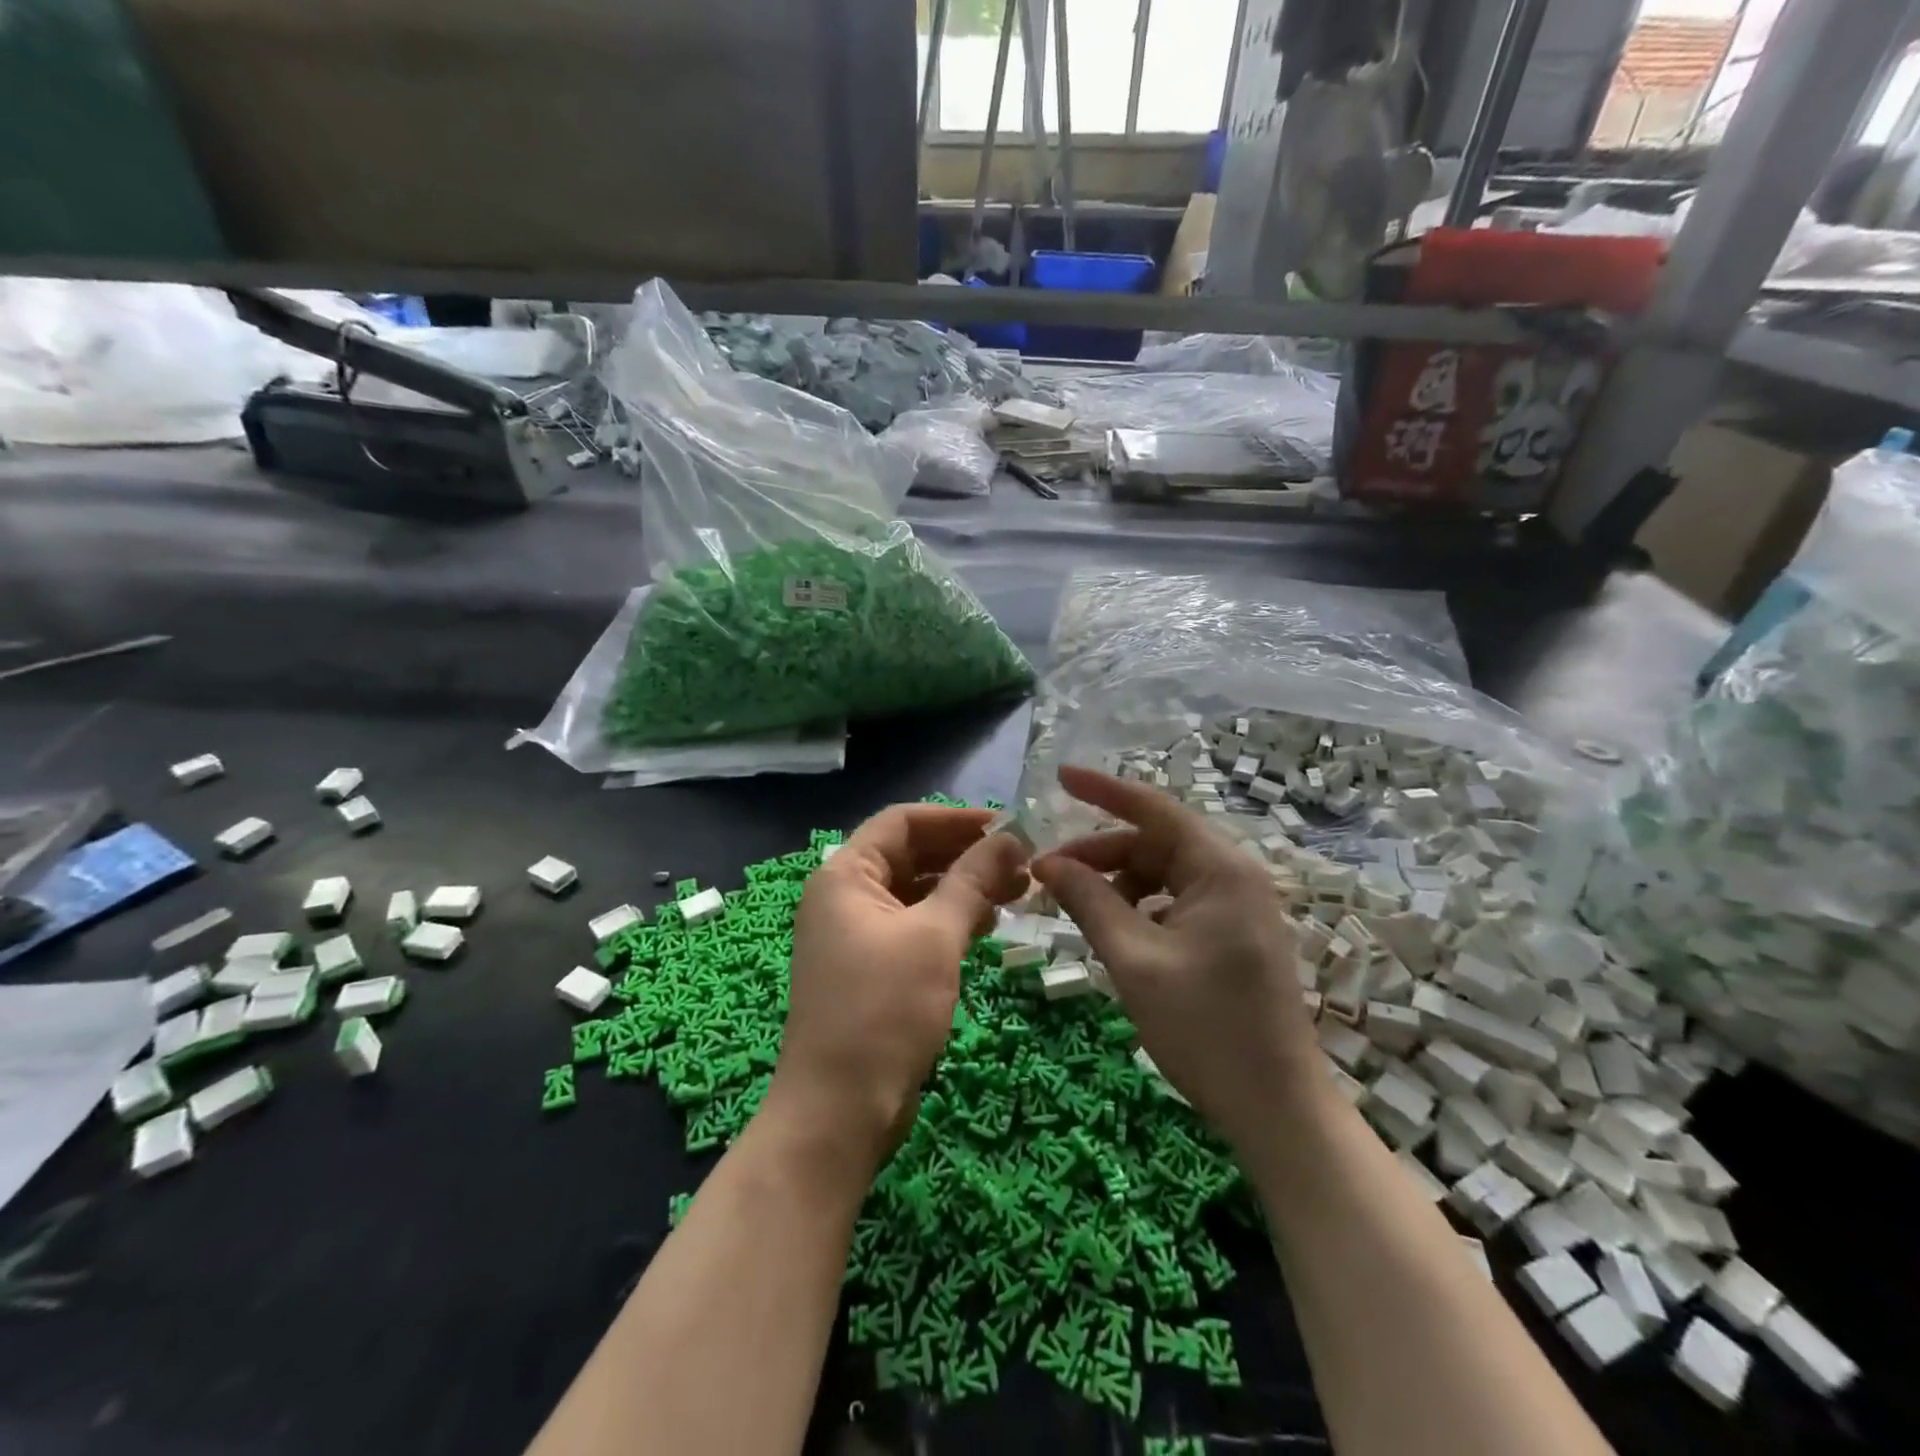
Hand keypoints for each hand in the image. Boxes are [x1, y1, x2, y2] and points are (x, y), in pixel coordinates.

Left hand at [769, 804, 1030, 1175]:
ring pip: (917, 892)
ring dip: (964, 887)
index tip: (1008, 827)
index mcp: (846, 874)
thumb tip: (1010, 838)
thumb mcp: (935, 937)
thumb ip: (972, 880)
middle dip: (966, 855)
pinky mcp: (872, 967)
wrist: (839, 1110)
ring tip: (1018, 892)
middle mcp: (846, 896)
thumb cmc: (883, 1009)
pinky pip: (915, 926)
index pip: (903, 821)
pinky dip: (950, 919)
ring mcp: (857, 934)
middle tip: (1022, 863)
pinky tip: (989, 925)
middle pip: (911, 854)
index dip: (955, 819)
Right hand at [1031, 766, 1321, 1153]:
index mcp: (1220, 869)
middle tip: (1047, 876)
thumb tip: (1048, 864)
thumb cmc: (1205, 1029)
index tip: (1060, 776)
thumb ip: (1090, 902)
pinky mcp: (1235, 935)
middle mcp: (1235, 876)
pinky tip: (1116, 932)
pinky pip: (1177, 902)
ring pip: (1164, 874)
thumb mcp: (1135, 960)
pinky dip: (1141, 908)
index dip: (1103, 789)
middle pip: (1155, 843)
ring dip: (1118, 884)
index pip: (1153, 808)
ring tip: (1078, 909)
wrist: (1277, 1109)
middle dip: (1100, 853)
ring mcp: (1239, 907)